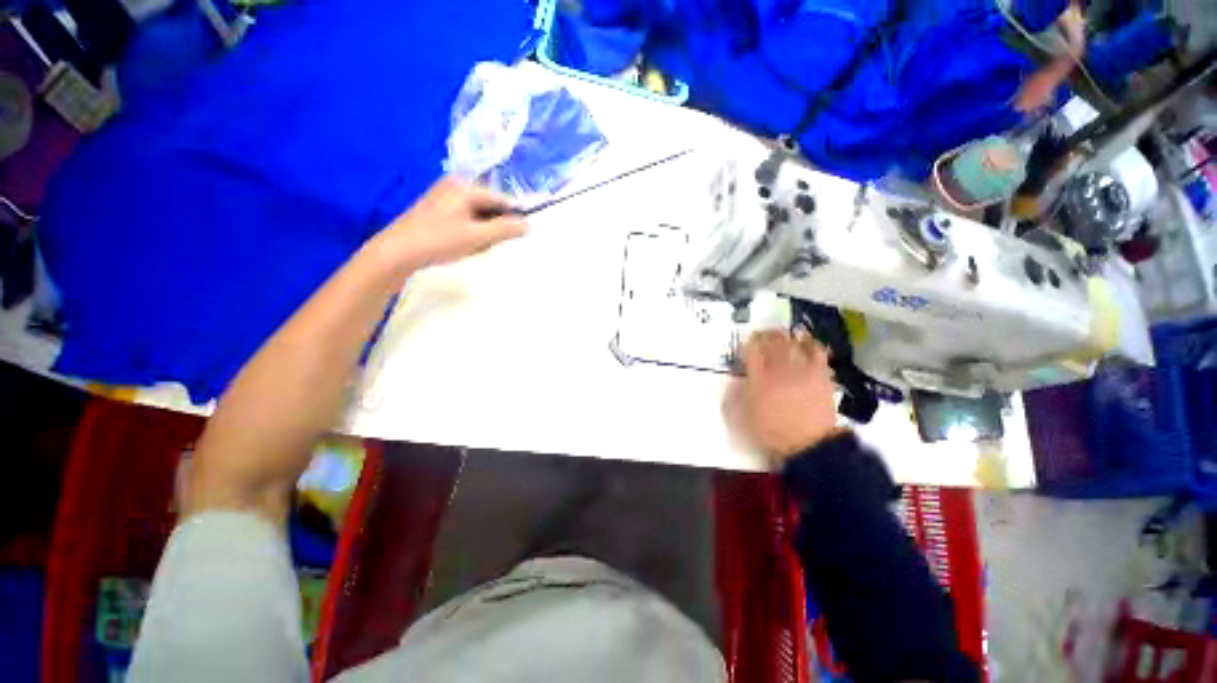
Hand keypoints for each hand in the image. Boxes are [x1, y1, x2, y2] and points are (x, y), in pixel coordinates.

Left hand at [381, 177, 527, 270]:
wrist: (398, 252)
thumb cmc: (440, 240)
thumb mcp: (477, 236)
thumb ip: (505, 229)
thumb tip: (528, 225)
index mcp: (464, 186)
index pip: (500, 199)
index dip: (514, 216)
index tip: (523, 234)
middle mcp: (454, 186)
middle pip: (489, 206)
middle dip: (495, 226)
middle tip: (492, 244)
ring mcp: (443, 198)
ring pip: (477, 215)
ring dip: (483, 232)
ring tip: (475, 247)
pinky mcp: (436, 211)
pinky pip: (465, 219)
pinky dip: (471, 232)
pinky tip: (464, 245)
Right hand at [724, 330, 841, 466]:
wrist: (808, 444)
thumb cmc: (772, 432)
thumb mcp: (744, 417)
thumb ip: (737, 396)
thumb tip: (735, 381)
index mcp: (758, 379)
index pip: (751, 351)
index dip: (748, 343)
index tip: (746, 342)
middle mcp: (779, 370)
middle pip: (772, 342)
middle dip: (766, 334)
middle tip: (763, 333)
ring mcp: (801, 371)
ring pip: (792, 343)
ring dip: (786, 336)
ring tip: (783, 334)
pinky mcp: (820, 375)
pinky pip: (816, 352)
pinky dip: (811, 343)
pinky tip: (807, 341)